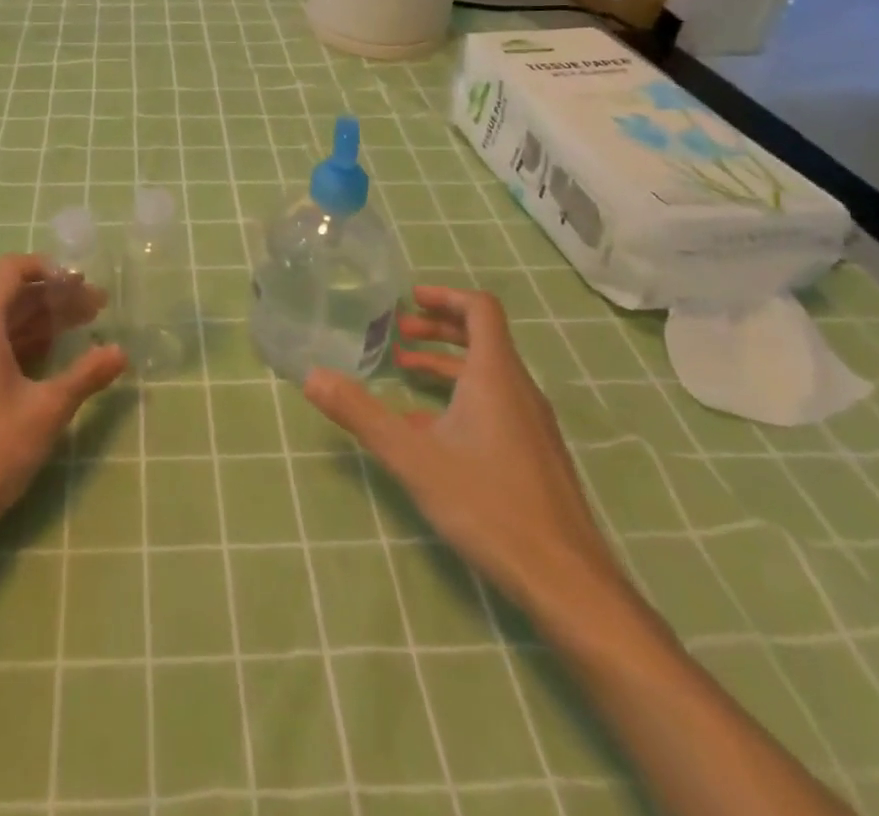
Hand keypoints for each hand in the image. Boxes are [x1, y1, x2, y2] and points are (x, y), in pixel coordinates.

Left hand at [0, 254, 126, 578]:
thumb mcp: (48, 409)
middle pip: (16, 296)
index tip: (81, 283)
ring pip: (13, 324)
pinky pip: (6, 348)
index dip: (46, 267)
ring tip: (90, 325)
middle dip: (58, 295)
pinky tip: (63, 356)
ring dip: (49, 320)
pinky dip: (36, 343)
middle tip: (100, 306)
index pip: (11, 271)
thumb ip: (86, 376)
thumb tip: (121, 351)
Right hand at [304, 286, 623, 621]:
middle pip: (483, 337)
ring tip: (405, 371)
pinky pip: (496, 405)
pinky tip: (430, 429)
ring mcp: (532, 424)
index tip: (410, 299)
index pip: (481, 310)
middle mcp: (519, 390)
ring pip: (488, 374)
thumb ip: (360, 413)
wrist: (567, 582)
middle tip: (399, 332)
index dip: (446, 296)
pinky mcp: (535, 454)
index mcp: (495, 376)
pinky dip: (461, 397)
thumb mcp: (413, 457)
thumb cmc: (488, 506)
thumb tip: (312, 376)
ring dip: (446, 364)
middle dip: (439, 329)